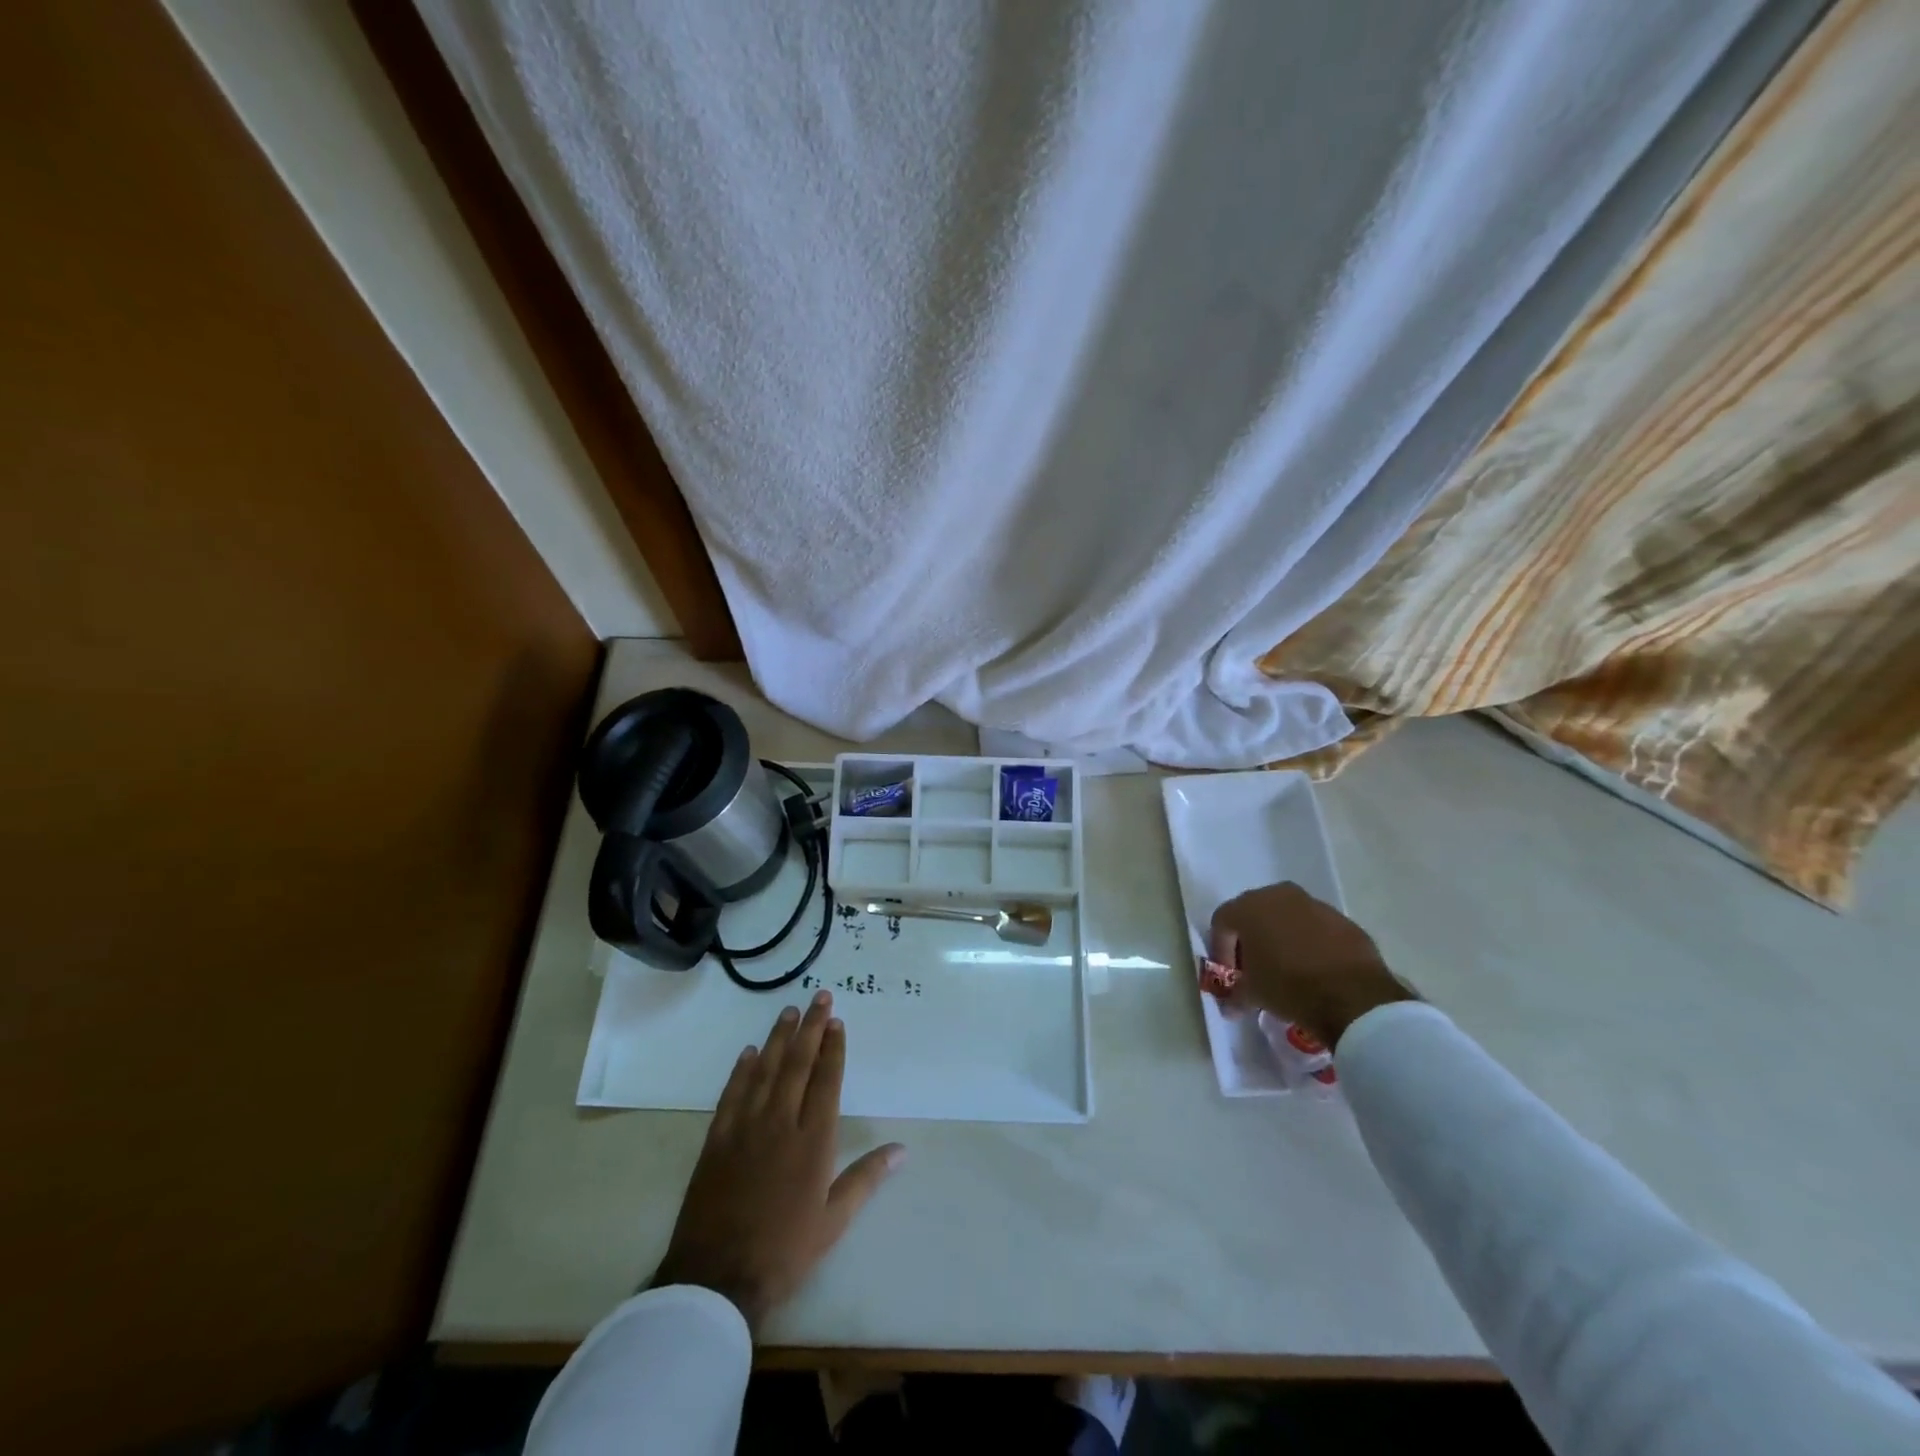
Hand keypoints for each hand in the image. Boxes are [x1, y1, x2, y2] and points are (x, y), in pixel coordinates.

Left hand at [650, 992, 904, 1334]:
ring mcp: (745, 1128)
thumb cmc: (784, 1250)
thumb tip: (901, 1149)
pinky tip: (749, 1052)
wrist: (717, 1277)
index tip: (837, 1022)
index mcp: (813, 1141)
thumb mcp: (833, 1221)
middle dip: (810, 1028)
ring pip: (765, 1070)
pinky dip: (742, 1070)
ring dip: (778, 1038)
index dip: (833, 1048)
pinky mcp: (717, 1139)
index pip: (826, 1080)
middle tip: (819, 998)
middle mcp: (781, 1123)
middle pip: (797, 1064)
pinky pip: (732, 1093)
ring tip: (789, 1012)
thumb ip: (866, 1178)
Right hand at [1208, 882, 1416, 1048]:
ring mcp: (1314, 904)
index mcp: (1249, 907)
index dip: (1221, 950)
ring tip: (1285, 970)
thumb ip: (1234, 994)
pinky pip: (1315, 928)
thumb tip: (1229, 1005)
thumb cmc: (1289, 987)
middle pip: (1253, 914)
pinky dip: (1308, 943)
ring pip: (1286, 918)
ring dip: (1280, 939)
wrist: (1354, 997)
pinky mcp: (1342, 920)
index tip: (1230, 976)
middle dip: (1250, 941)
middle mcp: (1278, 895)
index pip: (1222, 923)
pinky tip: (1313, 969)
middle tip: (1253, 969)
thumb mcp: (1252, 994)